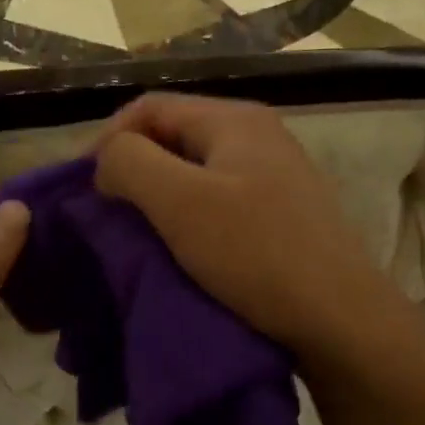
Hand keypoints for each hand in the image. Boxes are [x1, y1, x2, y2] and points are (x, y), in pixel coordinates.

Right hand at [94, 93, 402, 363]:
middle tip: (107, 212)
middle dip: (133, 169)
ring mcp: (275, 175)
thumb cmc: (255, 253)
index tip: (85, 188)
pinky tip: (181, 249)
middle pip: (174, 136)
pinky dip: (190, 218)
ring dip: (160, 197)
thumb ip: (130, 163)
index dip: (108, 139)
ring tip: (137, 234)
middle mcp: (258, 136)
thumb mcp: (181, 202)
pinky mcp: (283, 215)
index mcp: (234, 119)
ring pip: (196, 172)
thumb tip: (109, 160)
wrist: (339, 318)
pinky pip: (220, 202)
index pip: (150, 107)